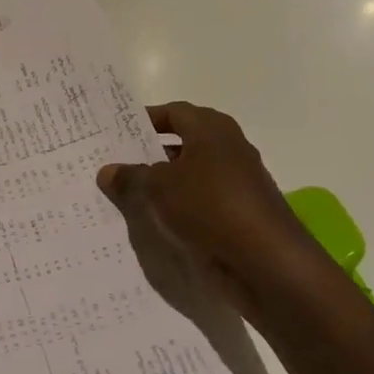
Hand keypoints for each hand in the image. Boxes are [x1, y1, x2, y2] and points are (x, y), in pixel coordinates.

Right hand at [96, 102, 314, 314]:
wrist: (266, 261)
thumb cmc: (209, 206)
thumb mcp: (159, 188)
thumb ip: (131, 176)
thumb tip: (106, 170)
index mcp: (211, 129)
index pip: (173, 112)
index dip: (146, 119)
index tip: (118, 132)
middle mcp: (228, 148)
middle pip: (184, 142)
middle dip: (152, 152)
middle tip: (118, 162)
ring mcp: (238, 182)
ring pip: (192, 174)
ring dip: (165, 182)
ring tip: (129, 194)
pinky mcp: (241, 213)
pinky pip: (201, 202)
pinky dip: (180, 206)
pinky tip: (157, 221)